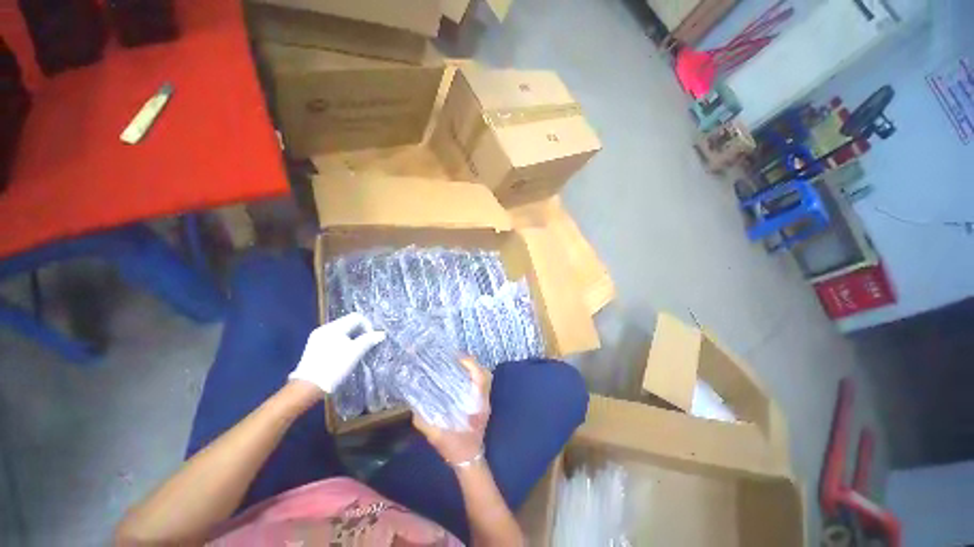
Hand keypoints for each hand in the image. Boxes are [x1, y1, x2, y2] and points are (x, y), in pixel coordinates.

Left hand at [288, 313, 385, 393]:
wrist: (308, 388)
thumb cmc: (334, 367)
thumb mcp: (355, 353)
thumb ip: (369, 340)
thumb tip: (381, 333)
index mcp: (334, 328)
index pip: (356, 317)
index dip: (367, 326)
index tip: (371, 339)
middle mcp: (324, 329)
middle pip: (348, 323)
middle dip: (359, 332)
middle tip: (365, 345)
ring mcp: (317, 338)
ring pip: (340, 331)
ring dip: (351, 338)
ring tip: (355, 351)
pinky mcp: (313, 347)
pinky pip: (332, 339)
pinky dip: (341, 343)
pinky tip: (343, 355)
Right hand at [413, 358, 491, 465]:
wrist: (469, 460)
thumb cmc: (456, 448)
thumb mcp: (438, 437)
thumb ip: (426, 422)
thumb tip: (414, 406)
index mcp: (477, 405)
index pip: (480, 377)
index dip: (471, 364)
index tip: (457, 358)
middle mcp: (484, 400)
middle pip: (485, 373)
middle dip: (472, 363)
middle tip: (455, 359)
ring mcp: (485, 401)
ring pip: (484, 378)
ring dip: (472, 369)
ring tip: (456, 365)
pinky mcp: (482, 404)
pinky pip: (480, 384)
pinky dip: (471, 376)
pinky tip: (458, 378)